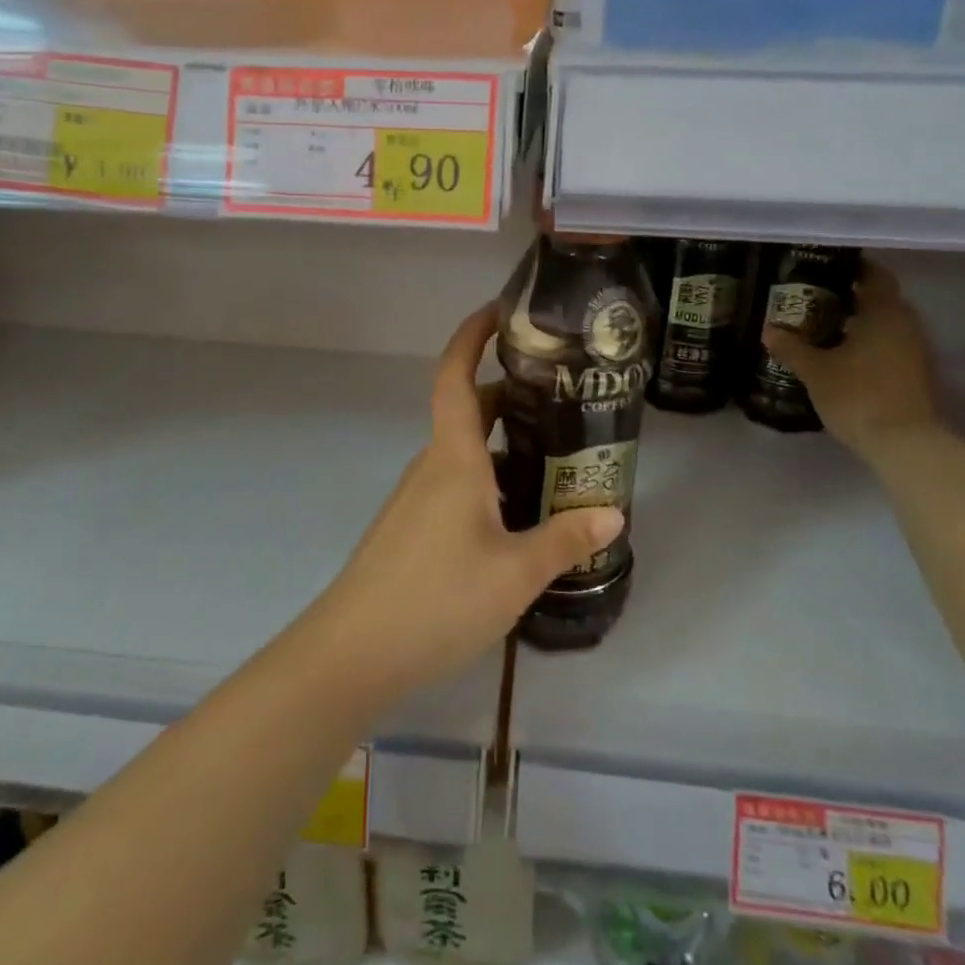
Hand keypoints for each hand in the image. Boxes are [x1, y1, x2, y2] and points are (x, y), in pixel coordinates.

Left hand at [302, 305, 623, 705]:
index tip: (500, 311)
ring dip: (503, 445)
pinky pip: (455, 485)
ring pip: (464, 453)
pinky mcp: (411, 528)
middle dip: (510, 397)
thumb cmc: (435, 599)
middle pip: (469, 413)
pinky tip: (519, 515)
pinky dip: (488, 480)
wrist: (352, 653)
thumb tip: (613, 511)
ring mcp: (416, 498)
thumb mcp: (514, 573)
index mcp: (453, 458)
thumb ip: (564, 540)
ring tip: (555, 457)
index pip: (456, 376)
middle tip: (562, 399)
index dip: (472, 336)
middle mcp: (432, 466)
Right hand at [763, 261, 940, 461]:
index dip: (856, 268)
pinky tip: (844, 357)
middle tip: (819, 298)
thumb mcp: (815, 371)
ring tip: (826, 329)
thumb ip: (792, 347)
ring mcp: (915, 351)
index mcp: (884, 313)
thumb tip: (769, 330)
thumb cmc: (857, 395)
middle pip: (882, 300)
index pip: (876, 276)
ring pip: (887, 325)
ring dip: (862, 323)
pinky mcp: (916, 375)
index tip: (829, 268)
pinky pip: (891, 347)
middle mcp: (906, 325)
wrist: (904, 443)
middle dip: (853, 297)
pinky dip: (870, 345)